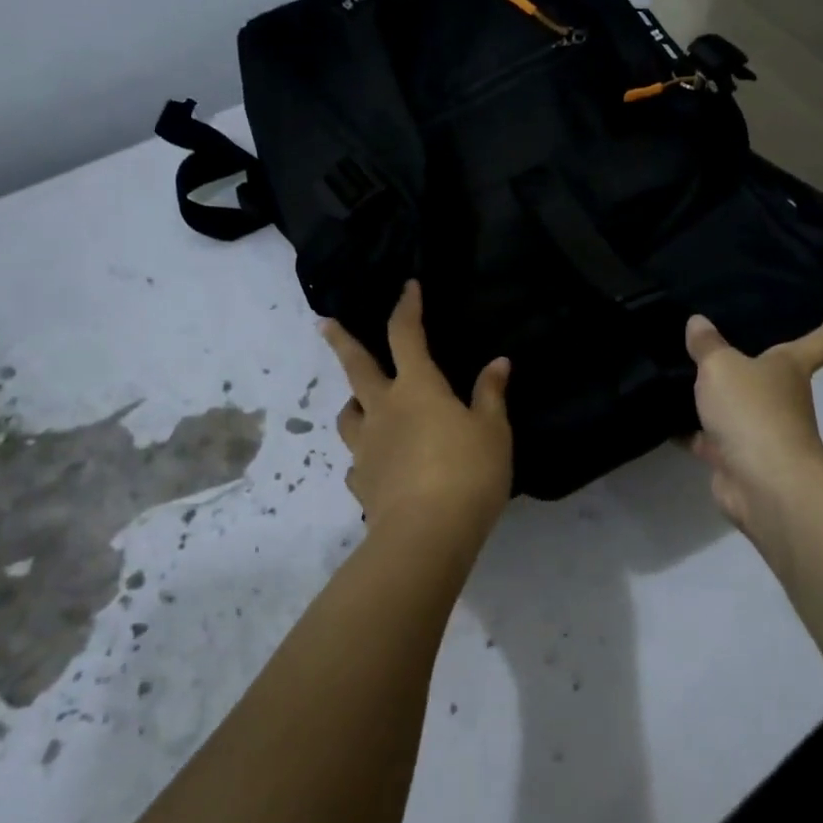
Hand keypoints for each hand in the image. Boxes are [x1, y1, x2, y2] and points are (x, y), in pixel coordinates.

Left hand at [322, 280, 512, 549]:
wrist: (426, 535)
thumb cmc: (468, 472)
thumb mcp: (493, 431)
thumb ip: (491, 395)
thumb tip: (498, 362)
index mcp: (417, 388)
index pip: (407, 335)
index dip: (407, 308)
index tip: (407, 287)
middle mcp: (383, 409)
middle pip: (356, 368)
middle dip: (341, 342)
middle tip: (324, 324)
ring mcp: (366, 447)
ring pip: (348, 415)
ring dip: (353, 403)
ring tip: (363, 405)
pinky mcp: (361, 483)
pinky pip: (358, 461)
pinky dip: (366, 456)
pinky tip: (378, 465)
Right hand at [685, 290, 822, 536]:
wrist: (763, 485)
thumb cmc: (754, 412)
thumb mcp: (722, 367)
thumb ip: (707, 345)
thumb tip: (698, 323)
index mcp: (792, 367)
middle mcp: (782, 396)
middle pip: (772, 370)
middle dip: (754, 356)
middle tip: (726, 329)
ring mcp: (760, 429)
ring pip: (735, 404)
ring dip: (714, 394)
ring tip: (681, 368)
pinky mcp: (736, 458)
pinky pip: (709, 436)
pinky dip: (689, 428)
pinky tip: (663, 413)